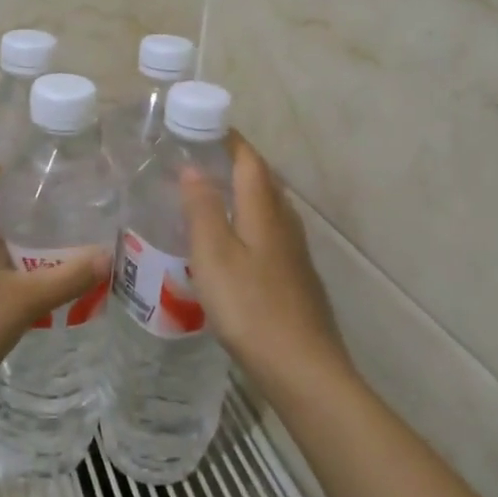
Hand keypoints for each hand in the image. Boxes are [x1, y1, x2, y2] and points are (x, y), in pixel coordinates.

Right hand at [180, 134, 354, 397]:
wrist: (303, 368)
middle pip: (262, 180)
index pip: (249, 159)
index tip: (200, 128)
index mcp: (264, 210)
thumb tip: (194, 168)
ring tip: (209, 199)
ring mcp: (294, 252)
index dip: (228, 139)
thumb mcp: (214, 255)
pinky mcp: (295, 277)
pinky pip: (269, 234)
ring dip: (241, 194)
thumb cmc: (251, 307)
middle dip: (233, 163)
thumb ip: (202, 209)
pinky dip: (248, 223)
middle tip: (198, 161)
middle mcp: (285, 222)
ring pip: (268, 208)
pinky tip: (232, 245)